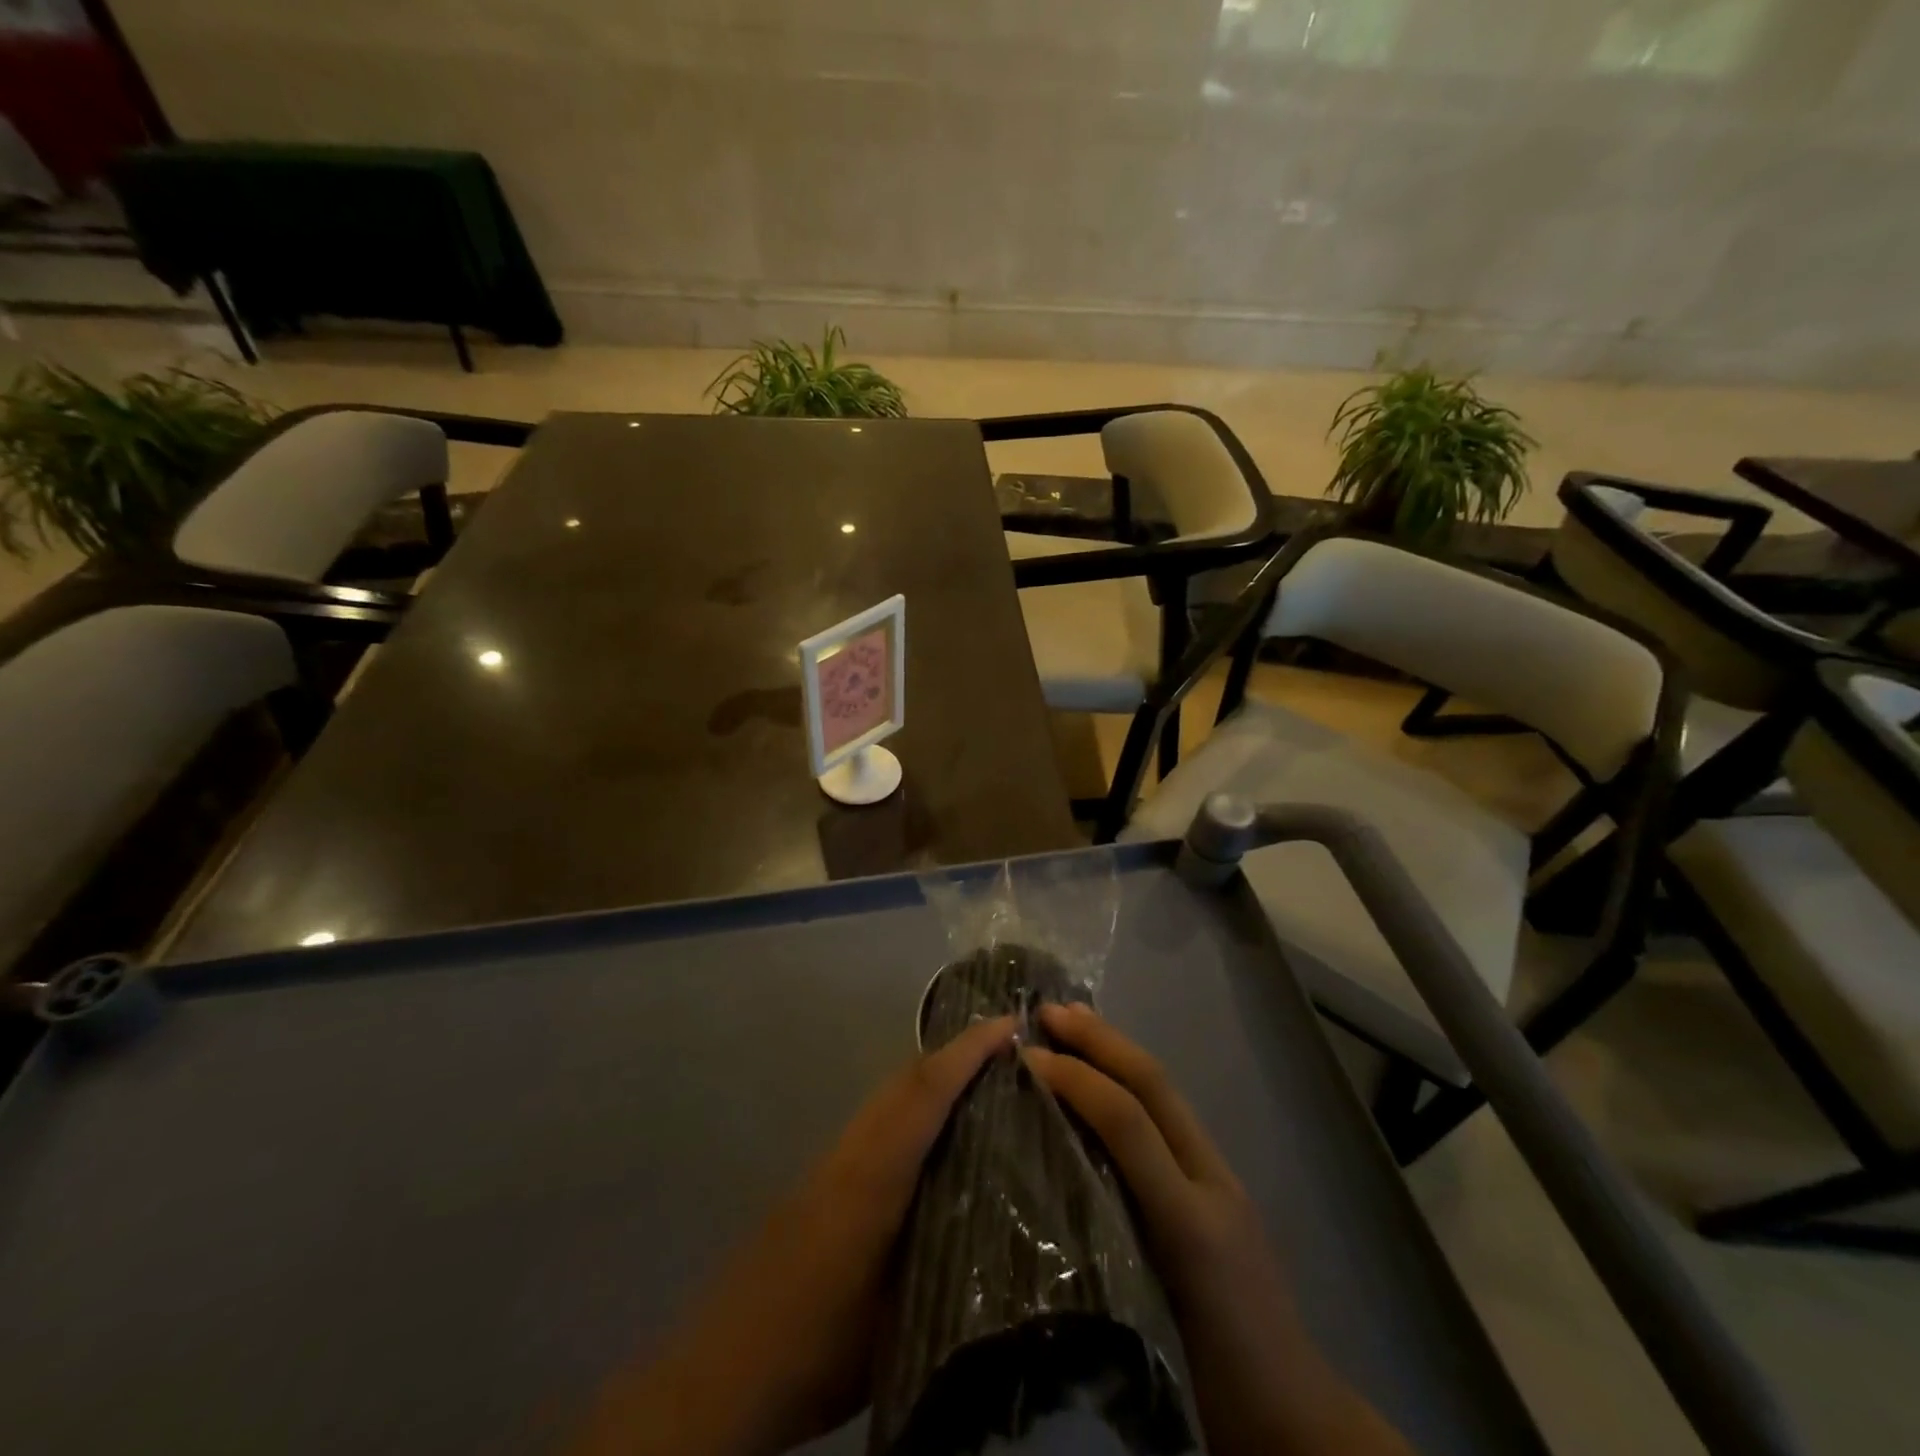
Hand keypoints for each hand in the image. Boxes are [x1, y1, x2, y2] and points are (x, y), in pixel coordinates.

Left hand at [569, 1015, 1016, 1455]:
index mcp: (874, 1176)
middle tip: (1005, 1046)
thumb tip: (1004, 1232)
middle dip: (954, 1052)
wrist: (721, 1370)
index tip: (1007, 1025)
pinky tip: (933, 1134)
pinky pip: (876, 1120)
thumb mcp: (897, 1320)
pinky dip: (912, 1105)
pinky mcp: (821, 1179)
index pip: (925, 1092)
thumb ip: (946, 1264)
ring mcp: (831, 1161)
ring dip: (932, 1076)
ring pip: (888, 1096)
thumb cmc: (815, 1348)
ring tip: (981, 1080)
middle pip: (905, 1079)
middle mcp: (852, 1152)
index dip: (967, 1052)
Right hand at [1024, 1003, 1410, 1455]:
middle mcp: (1208, 1179)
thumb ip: (1107, 1248)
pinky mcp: (1217, 1188)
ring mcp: (1218, 1179)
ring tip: (1074, 1022)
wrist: (1296, 1420)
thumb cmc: (1219, 1376)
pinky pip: (1169, 1119)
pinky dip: (1132, 1082)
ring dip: (1118, 1050)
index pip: (1131, 1123)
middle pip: (1155, 1087)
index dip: (1077, 1081)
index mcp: (1191, 1216)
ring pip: (1165, 1095)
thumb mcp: (1155, 1315)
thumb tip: (1048, 1175)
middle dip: (1102, 1040)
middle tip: (1050, 1010)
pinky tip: (1105, 1079)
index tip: (1027, 1057)